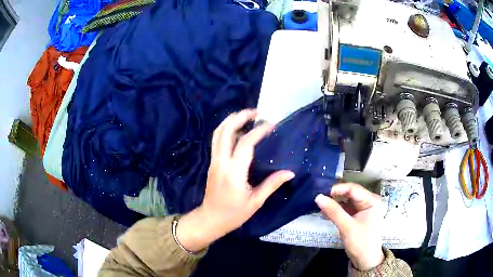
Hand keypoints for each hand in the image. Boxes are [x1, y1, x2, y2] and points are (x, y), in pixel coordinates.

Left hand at [177, 110, 294, 251]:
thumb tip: (290, 172)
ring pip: (218, 133)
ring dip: (231, 120)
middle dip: (240, 117)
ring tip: (246, 115)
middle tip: (256, 112)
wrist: (210, 219)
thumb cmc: (233, 214)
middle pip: (226, 131)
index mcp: (233, 172)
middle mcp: (221, 162)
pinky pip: (217, 140)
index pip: (245, 144)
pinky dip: (226, 129)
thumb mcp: (255, 202)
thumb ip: (271, 184)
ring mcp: (214, 161)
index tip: (271, 125)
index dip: (258, 131)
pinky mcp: (212, 163)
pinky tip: (237, 129)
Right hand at [315, 183, 383, 270]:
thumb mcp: (347, 227)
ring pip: (346, 200)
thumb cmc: (360, 243)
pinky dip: (337, 210)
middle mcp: (369, 200)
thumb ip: (333, 211)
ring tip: (320, 205)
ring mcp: (364, 208)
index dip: (337, 189)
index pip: (353, 189)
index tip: (321, 193)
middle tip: (318, 198)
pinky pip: (346, 208)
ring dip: (334, 203)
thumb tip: (318, 197)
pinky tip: (326, 212)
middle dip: (334, 196)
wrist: (365, 260)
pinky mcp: (358, 215)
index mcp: (371, 200)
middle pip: (349, 193)